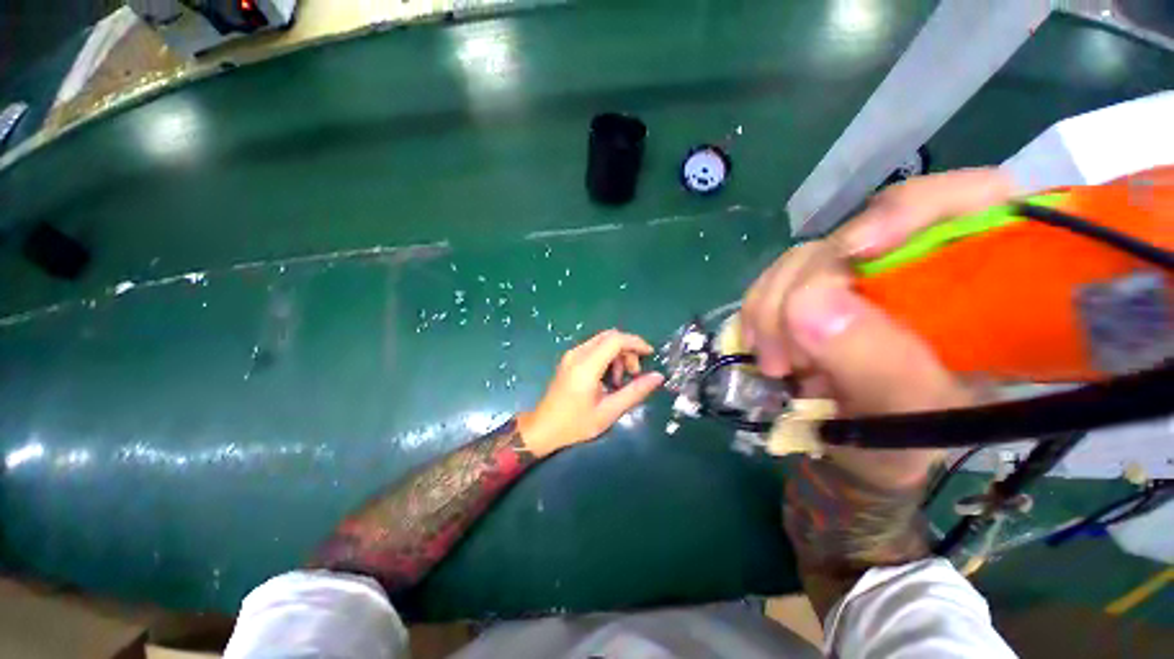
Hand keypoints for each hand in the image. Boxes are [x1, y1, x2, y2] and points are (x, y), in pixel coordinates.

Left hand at [517, 330, 665, 456]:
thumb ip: (634, 392)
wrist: (543, 428)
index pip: (615, 340)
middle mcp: (577, 354)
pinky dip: (607, 357)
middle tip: (633, 374)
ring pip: (602, 341)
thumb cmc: (575, 424)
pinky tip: (607, 378)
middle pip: (610, 337)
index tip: (649, 354)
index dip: (636, 343)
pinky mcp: (569, 359)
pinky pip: (594, 348)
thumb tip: (658, 377)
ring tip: (618, 381)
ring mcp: (571, 355)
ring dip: (617, 354)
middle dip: (627, 350)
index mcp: (586, 366)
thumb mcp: (609, 411)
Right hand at [741, 169, 1014, 486]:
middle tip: (791, 353)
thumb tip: (809, 305)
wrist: (858, 450)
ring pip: (803, 258)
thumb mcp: (905, 418)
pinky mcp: (813, 291)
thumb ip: (875, 366)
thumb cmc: (906, 442)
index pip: (970, 202)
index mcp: (978, 291)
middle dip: (808, 286)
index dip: (912, 209)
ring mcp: (857, 278)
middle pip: (857, 232)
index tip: (856, 250)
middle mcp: (915, 269)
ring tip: (778, 365)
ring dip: (773, 309)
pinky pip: (773, 280)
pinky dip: (759, 313)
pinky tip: (764, 347)